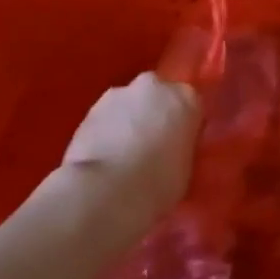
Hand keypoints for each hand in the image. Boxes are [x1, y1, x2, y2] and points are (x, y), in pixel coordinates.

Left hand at [50, 73, 201, 238]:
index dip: (183, 126)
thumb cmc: (158, 183)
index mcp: (187, 98)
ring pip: (128, 104)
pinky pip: (105, 118)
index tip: (178, 145)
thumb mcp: (186, 167)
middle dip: (155, 114)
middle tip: (152, 146)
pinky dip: (106, 131)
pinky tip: (103, 157)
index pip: (191, 105)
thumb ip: (181, 147)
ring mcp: (119, 94)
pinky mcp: (89, 109)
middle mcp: (155, 86)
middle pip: (158, 96)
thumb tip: (171, 149)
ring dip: (128, 121)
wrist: (106, 192)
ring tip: (122, 155)